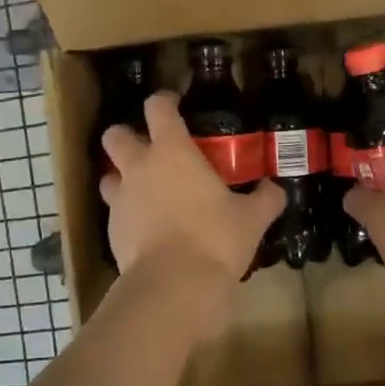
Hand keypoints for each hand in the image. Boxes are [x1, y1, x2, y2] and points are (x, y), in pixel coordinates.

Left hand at [100, 92, 284, 310]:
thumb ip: (265, 198)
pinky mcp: (112, 231)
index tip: (175, 104)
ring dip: (122, 178)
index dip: (164, 101)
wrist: (174, 285)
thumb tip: (276, 189)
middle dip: (126, 136)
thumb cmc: (215, 238)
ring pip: (108, 176)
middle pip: (115, 135)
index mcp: (172, 151)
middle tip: (149, 150)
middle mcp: (139, 168)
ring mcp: (120, 200)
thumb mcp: (251, 218)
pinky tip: (147, 230)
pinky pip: (115, 213)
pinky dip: (128, 216)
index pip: (157, 107)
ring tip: (145, 192)